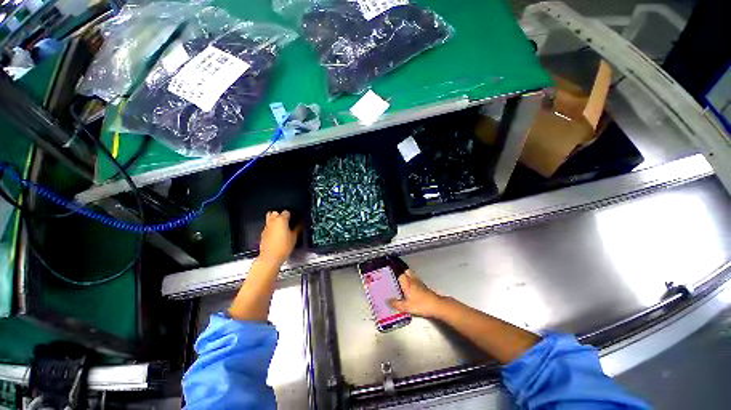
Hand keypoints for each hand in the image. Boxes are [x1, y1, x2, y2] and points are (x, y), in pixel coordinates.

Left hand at [259, 211, 300, 265]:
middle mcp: (272, 222)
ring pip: (269, 219)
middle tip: (285, 220)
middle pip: (275, 212)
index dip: (290, 214)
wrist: (271, 257)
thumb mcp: (295, 237)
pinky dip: (271, 228)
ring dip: (274, 220)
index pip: (286, 212)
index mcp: (281, 220)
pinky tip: (276, 234)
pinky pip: (267, 227)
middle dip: (279, 214)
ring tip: (280, 226)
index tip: (292, 218)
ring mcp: (266, 228)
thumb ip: (297, 229)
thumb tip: (299, 225)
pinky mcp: (263, 234)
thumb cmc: (282, 248)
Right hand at [390, 270, 445, 318]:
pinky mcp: (425, 287)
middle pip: (407, 272)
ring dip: (409, 276)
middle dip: (403, 273)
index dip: (396, 276)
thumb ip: (396, 304)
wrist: (436, 306)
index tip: (393, 278)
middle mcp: (413, 281)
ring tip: (405, 281)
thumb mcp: (406, 307)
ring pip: (413, 275)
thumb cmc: (421, 305)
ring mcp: (420, 283)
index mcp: (407, 283)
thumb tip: (389, 301)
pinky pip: (417, 280)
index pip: (400, 275)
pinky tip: (414, 288)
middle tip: (398, 277)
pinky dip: (414, 281)